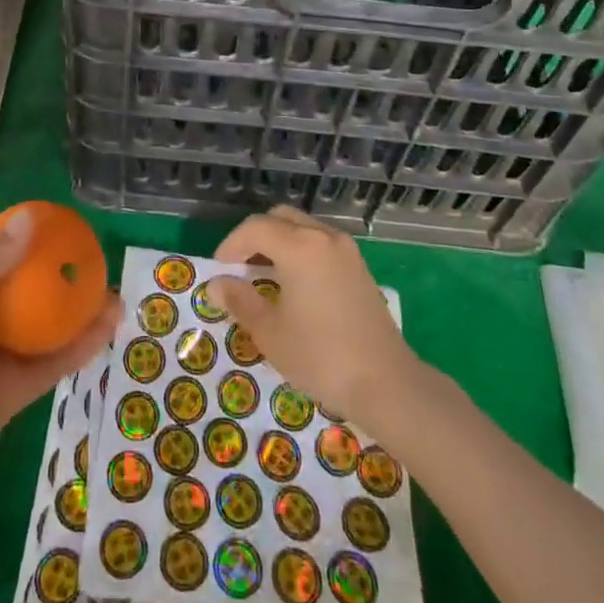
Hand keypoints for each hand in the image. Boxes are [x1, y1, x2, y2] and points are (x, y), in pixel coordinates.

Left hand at [0, 212, 121, 510]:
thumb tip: (31, 218)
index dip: (27, 245)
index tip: (62, 228)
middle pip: (27, 296)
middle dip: (60, 280)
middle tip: (96, 263)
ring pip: (45, 331)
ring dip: (78, 315)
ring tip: (115, 296)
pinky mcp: (11, 397)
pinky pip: (50, 366)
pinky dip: (78, 349)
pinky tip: (106, 330)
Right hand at [210, 206, 420, 429]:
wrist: (387, 383)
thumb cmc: (321, 357)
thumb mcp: (270, 333)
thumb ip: (240, 301)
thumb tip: (216, 284)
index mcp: (299, 246)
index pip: (254, 228)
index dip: (231, 245)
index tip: (219, 271)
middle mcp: (323, 237)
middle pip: (280, 218)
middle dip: (255, 237)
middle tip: (240, 267)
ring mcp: (346, 250)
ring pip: (302, 228)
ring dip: (279, 242)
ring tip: (265, 276)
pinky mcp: (359, 267)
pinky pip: (320, 243)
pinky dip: (301, 251)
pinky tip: (295, 285)